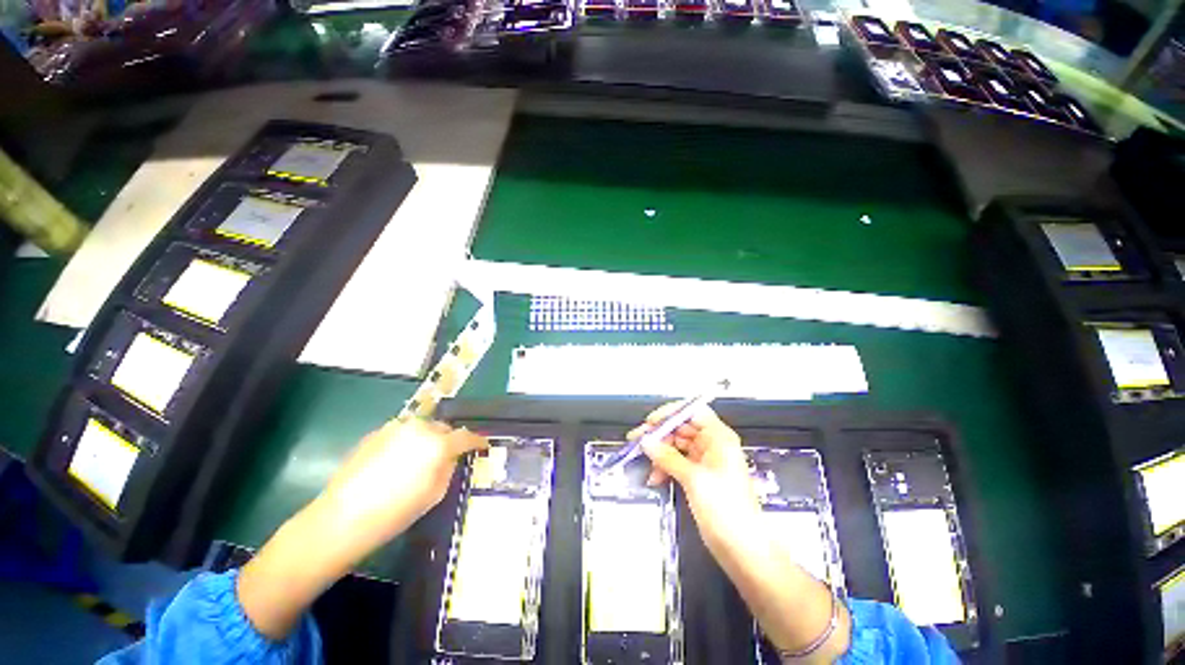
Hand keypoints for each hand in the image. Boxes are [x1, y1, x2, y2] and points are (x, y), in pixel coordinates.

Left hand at [317, 417, 487, 552]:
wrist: (342, 518)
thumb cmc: (395, 512)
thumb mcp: (435, 494)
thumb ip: (449, 468)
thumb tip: (451, 456)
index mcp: (438, 444)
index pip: (466, 436)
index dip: (477, 441)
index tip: (483, 445)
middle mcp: (419, 428)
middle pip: (443, 428)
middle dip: (448, 439)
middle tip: (447, 456)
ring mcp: (395, 428)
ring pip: (422, 428)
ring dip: (427, 439)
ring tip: (420, 458)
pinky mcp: (376, 433)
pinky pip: (401, 433)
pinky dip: (406, 441)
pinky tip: (397, 461)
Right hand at [628, 404, 762, 552]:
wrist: (743, 550)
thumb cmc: (725, 509)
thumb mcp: (694, 479)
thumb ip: (668, 457)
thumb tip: (646, 441)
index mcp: (718, 437)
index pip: (692, 411)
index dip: (671, 413)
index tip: (651, 422)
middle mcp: (713, 444)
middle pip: (681, 428)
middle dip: (660, 435)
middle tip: (637, 441)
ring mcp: (706, 460)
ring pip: (677, 446)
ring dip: (660, 453)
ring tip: (645, 463)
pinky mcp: (700, 476)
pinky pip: (678, 462)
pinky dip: (665, 467)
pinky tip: (655, 478)